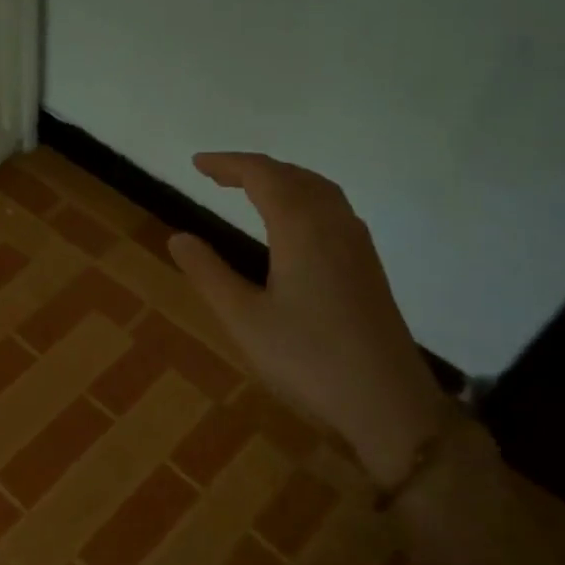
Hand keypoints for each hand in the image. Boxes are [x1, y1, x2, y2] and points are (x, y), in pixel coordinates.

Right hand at [167, 153, 447, 487]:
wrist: (386, 401)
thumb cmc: (307, 359)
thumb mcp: (243, 319)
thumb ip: (209, 273)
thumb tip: (178, 236)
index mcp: (301, 229)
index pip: (263, 176)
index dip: (228, 164)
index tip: (196, 164)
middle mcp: (335, 225)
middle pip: (294, 176)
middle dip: (254, 168)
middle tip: (217, 175)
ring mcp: (358, 245)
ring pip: (320, 191)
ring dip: (284, 180)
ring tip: (252, 190)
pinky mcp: (368, 267)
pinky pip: (334, 210)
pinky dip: (305, 199)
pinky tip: (296, 225)